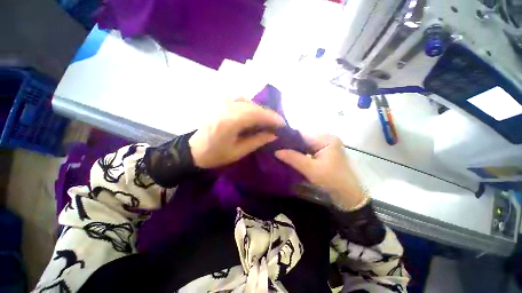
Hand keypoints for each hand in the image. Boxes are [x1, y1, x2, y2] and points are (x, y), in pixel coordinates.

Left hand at [189, 99, 285, 167]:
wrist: (194, 149)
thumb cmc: (215, 154)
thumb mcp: (239, 152)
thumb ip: (258, 141)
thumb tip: (274, 134)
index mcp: (229, 121)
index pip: (256, 114)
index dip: (272, 118)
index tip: (283, 124)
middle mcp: (226, 107)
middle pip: (254, 106)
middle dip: (268, 115)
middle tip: (278, 124)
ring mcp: (222, 102)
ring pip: (249, 102)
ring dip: (260, 111)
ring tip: (267, 122)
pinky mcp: (221, 102)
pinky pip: (241, 101)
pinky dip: (251, 107)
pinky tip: (254, 116)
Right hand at [275, 134, 364, 209]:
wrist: (349, 195)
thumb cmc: (332, 181)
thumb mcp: (311, 169)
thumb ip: (293, 158)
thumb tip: (276, 151)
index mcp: (326, 138)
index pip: (302, 135)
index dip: (287, 139)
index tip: (274, 144)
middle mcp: (326, 138)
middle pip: (303, 139)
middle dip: (290, 145)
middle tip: (276, 149)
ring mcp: (325, 145)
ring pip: (304, 145)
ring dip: (294, 149)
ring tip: (281, 153)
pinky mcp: (324, 152)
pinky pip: (308, 150)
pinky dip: (300, 153)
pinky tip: (291, 157)